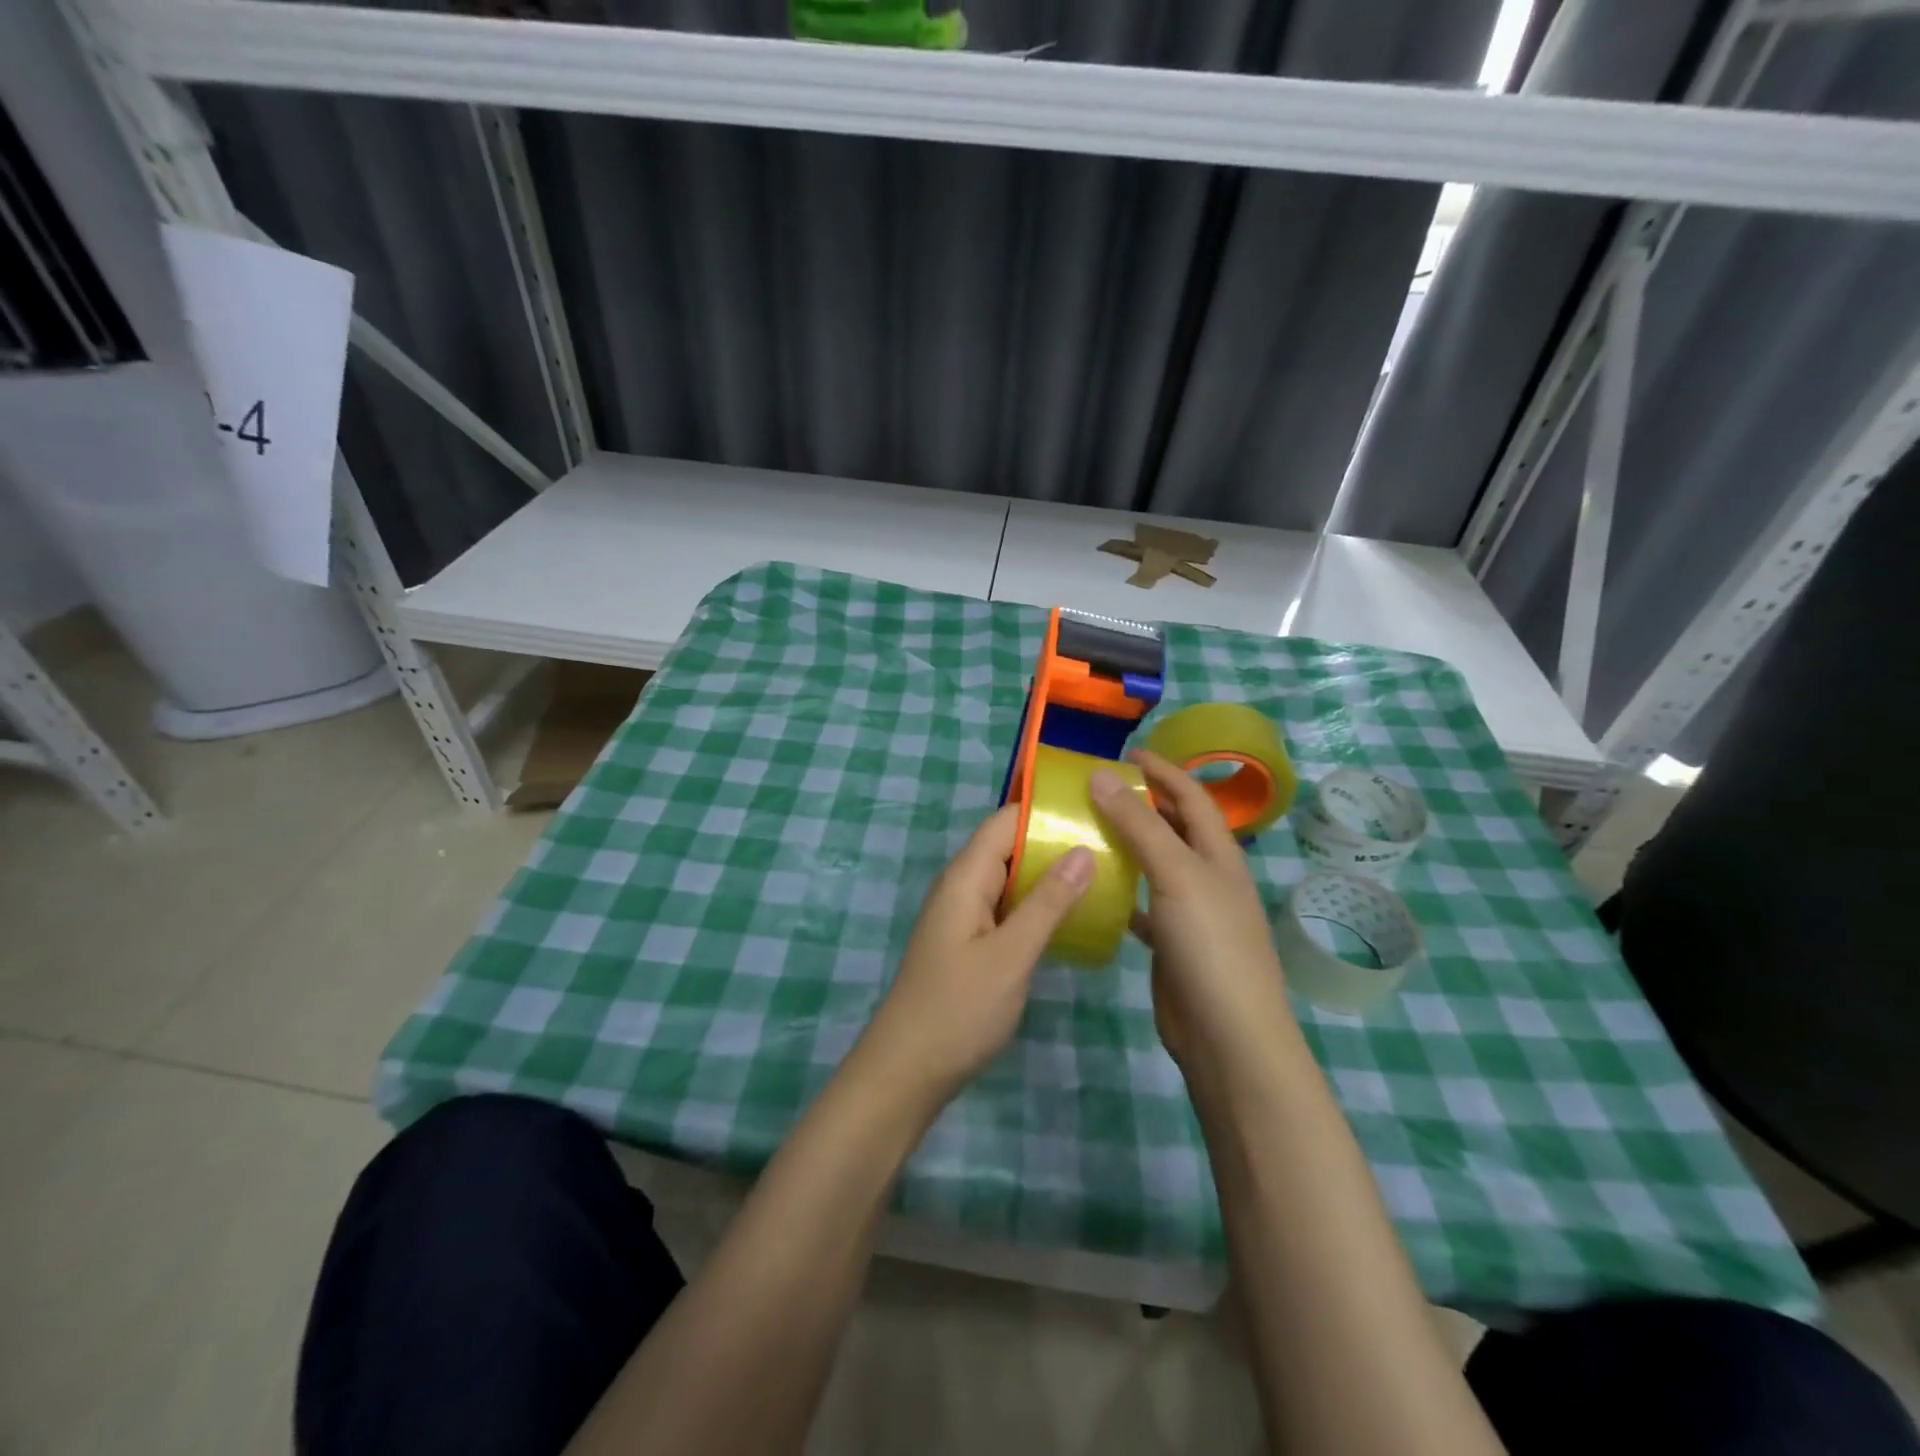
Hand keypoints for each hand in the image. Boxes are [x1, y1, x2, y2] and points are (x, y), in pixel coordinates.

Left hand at [857, 805, 1092, 1107]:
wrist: (907, 1070)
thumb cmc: (959, 1008)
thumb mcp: (1011, 954)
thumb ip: (1048, 902)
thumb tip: (1082, 850)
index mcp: (965, 877)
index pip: (1004, 821)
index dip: (1044, 810)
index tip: (1093, 810)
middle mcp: (961, 886)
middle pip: (1009, 846)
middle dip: (1054, 842)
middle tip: (1110, 844)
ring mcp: (963, 915)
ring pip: (1010, 879)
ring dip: (1048, 876)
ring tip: (1103, 873)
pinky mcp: (969, 942)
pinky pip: (1006, 908)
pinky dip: (1036, 905)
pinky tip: (1070, 916)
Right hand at [1090, 751, 1292, 1072]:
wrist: (1227, 1035)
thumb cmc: (1210, 944)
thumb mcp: (1176, 874)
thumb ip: (1139, 825)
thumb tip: (1101, 776)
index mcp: (1219, 854)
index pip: (1192, 797)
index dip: (1164, 771)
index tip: (1127, 754)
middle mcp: (1208, 877)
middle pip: (1175, 827)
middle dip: (1143, 803)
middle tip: (1099, 788)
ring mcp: (1191, 912)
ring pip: (1156, 864)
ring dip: (1128, 843)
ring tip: (1088, 827)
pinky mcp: (1172, 942)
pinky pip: (1143, 903)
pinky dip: (1121, 889)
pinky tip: (1094, 886)